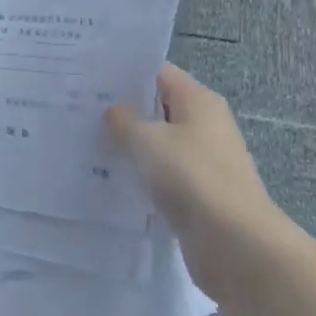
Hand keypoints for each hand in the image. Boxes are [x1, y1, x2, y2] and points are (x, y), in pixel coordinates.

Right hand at [106, 64, 293, 302]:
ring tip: (89, 143)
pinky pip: (165, 175)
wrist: (235, 243)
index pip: (159, 73)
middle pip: (159, 108)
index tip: (91, 78)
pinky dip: (143, 175)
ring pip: (160, 144)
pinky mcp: (200, 193)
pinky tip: (112, 179)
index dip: (126, 73)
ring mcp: (204, 160)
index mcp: (199, 100)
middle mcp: (205, 124)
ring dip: (132, 146)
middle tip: (81, 111)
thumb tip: (114, 109)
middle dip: (124, 110)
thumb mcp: (148, 140)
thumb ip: (125, 120)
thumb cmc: (191, 176)